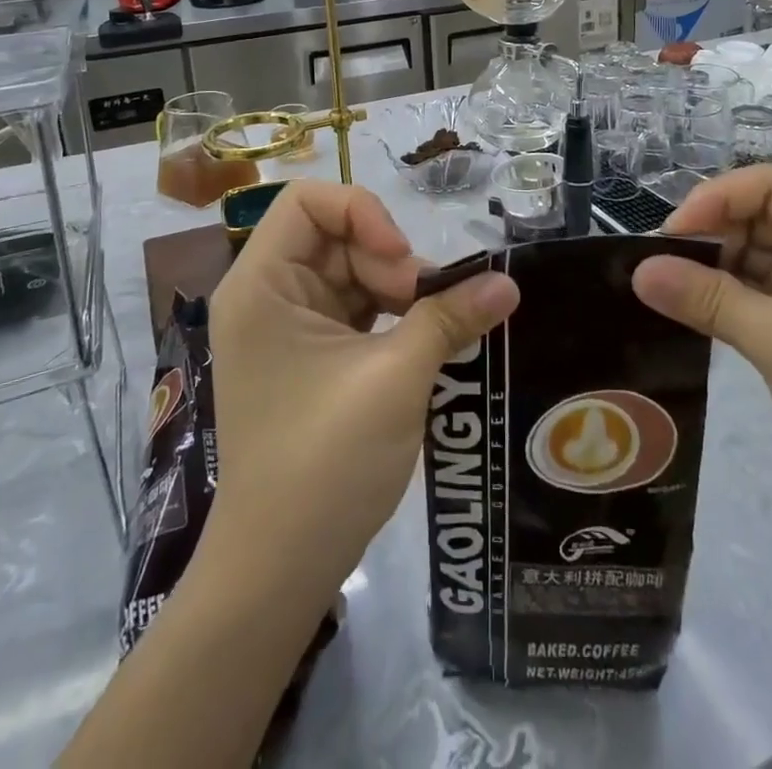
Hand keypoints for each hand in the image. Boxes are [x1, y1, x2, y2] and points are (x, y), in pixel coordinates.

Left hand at [205, 181, 518, 591]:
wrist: (279, 570)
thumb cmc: (323, 463)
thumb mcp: (395, 380)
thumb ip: (450, 319)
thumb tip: (509, 283)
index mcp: (262, 285)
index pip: (308, 200)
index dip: (363, 214)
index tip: (402, 265)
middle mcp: (268, 294)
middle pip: (337, 235)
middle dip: (388, 261)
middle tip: (428, 308)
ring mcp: (288, 326)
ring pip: (353, 270)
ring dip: (398, 289)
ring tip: (433, 327)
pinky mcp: (310, 355)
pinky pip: (356, 307)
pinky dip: (392, 315)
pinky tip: (423, 339)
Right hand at [631, 166, 771, 532]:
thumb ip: (708, 300)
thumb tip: (639, 271)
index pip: (767, 185)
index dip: (714, 201)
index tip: (668, 238)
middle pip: (757, 214)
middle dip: (709, 237)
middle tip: (659, 268)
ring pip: (754, 252)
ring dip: (712, 268)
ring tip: (666, 288)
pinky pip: (759, 288)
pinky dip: (727, 296)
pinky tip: (691, 309)